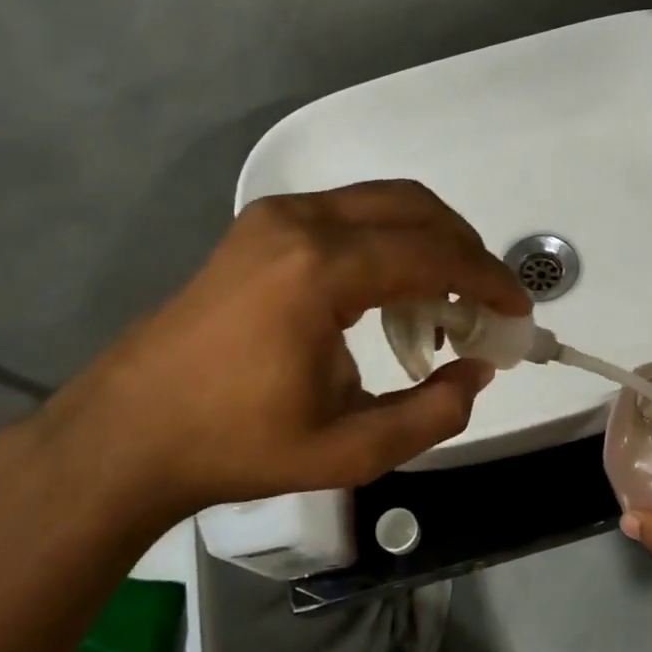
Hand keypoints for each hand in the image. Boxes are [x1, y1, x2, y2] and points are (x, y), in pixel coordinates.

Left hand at [25, 180, 528, 538]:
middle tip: (488, 303)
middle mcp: (301, 222)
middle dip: (465, 250)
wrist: (132, 432)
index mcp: (321, 270)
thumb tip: (478, 370)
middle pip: (414, 209)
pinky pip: (349, 213)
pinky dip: (390, 240)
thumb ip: (433, 412)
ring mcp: (275, 217)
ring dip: (429, 241)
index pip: (432, 255)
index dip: (487, 280)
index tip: (519, 311)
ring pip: (382, 202)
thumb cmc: (239, 445)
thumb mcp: (352, 449)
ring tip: (446, 302)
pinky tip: (393, 291)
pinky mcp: (261, 226)